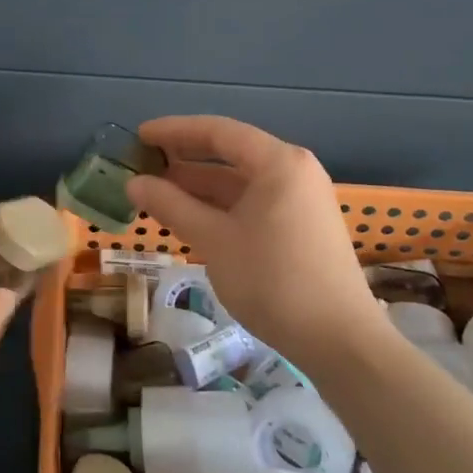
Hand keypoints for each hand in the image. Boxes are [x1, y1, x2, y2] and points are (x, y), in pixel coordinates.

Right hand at [125, 116, 384, 359]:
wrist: (339, 341)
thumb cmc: (273, 280)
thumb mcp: (214, 239)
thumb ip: (171, 205)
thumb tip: (133, 183)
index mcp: (278, 163)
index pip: (218, 132)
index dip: (174, 131)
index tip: (139, 136)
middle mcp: (293, 172)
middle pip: (230, 153)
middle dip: (184, 159)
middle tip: (142, 165)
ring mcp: (300, 200)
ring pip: (239, 182)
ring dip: (198, 187)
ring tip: (155, 194)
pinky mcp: (301, 227)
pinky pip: (251, 203)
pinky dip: (219, 207)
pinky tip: (189, 218)